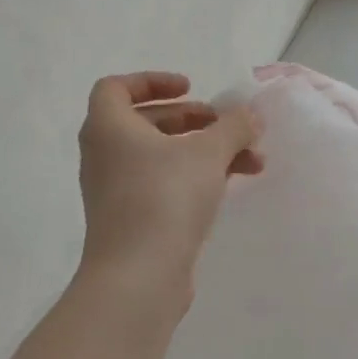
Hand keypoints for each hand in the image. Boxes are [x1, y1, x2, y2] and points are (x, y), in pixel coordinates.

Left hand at [75, 71, 261, 311]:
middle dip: (192, 119)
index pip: (116, 88)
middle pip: (147, 122)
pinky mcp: (133, 220)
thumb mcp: (209, 152)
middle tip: (225, 124)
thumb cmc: (165, 198)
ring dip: (205, 151)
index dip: (152, 81)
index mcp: (109, 128)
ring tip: (251, 160)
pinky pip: (165, 184)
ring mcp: (117, 191)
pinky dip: (196, 177)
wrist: (138, 277)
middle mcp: (106, 156)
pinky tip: (233, 185)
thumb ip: (234, 126)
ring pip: (162, 156)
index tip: (190, 88)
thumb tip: (251, 114)